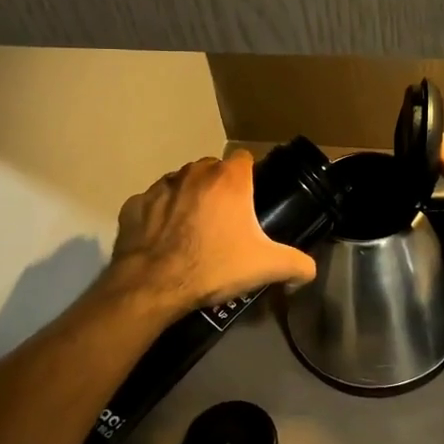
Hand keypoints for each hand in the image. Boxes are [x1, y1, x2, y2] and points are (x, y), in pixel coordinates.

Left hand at [106, 151, 316, 316]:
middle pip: (212, 169)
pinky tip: (163, 239)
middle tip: (225, 220)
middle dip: (218, 187)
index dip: (250, 176)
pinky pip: (151, 203)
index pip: (244, 158)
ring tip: (193, 229)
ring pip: (180, 182)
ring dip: (188, 198)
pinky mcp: (134, 205)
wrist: (153, 285)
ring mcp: (160, 186)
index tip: (251, 198)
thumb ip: (297, 264)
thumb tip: (310, 271)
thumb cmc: (214, 266)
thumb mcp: (266, 267)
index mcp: (228, 179)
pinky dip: (158, 215)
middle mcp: (194, 173)